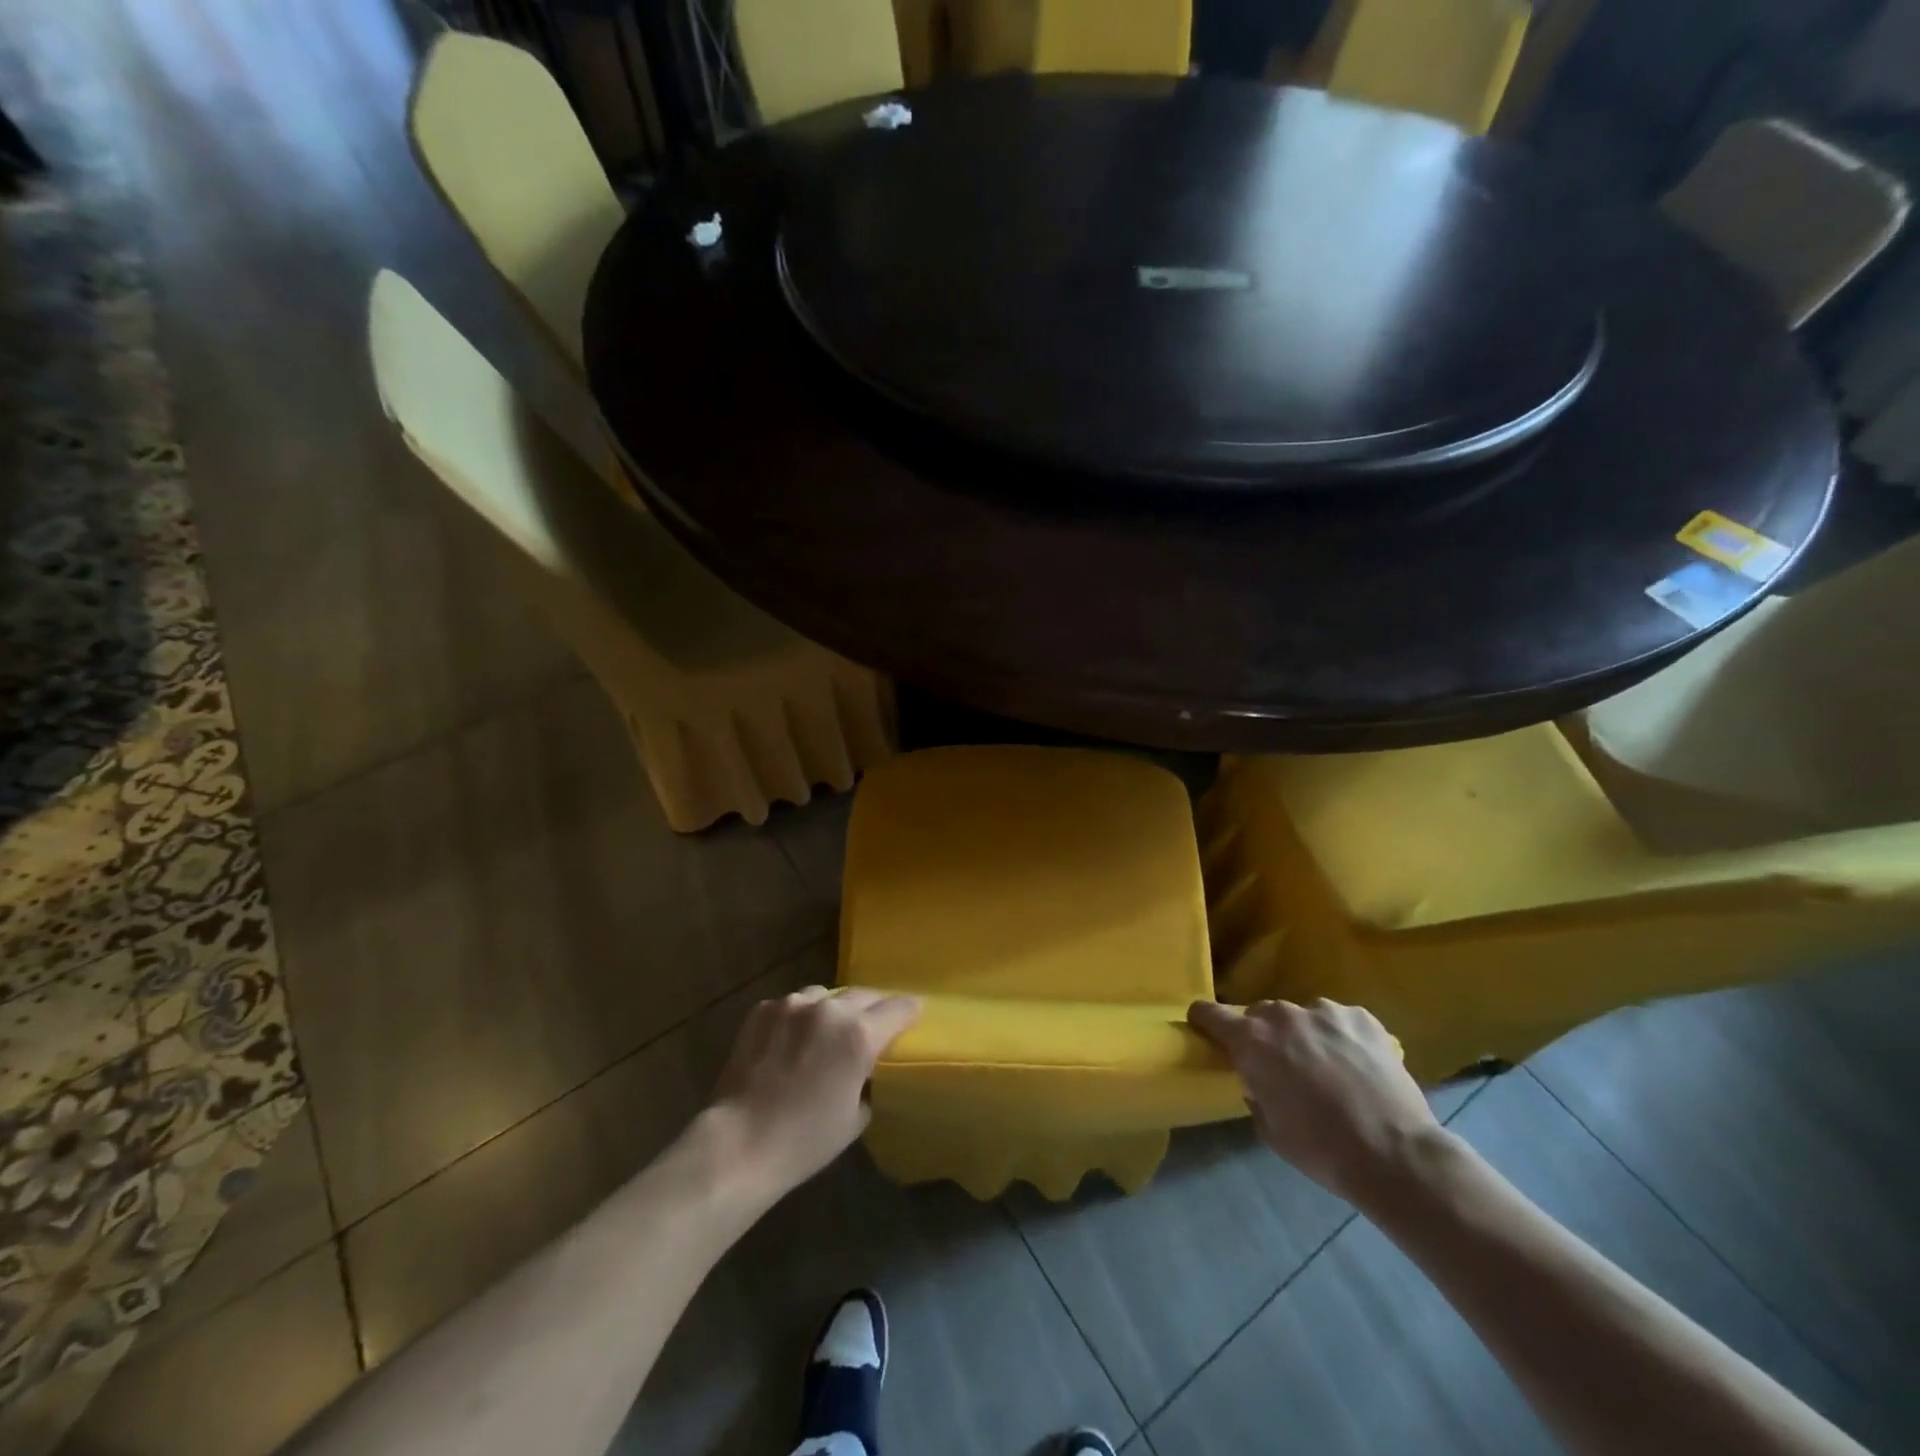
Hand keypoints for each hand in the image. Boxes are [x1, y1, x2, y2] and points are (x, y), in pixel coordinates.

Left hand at [708, 986, 920, 1200]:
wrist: (739, 1143)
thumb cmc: (805, 1140)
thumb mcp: (854, 1118)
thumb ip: (866, 1081)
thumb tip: (863, 1071)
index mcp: (859, 1034)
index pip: (898, 1008)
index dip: (909, 1011)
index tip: (914, 1013)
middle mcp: (830, 1009)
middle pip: (864, 995)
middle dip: (873, 1008)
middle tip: (874, 1024)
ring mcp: (793, 1005)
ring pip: (825, 995)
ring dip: (833, 1010)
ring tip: (826, 1031)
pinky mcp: (764, 1009)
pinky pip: (792, 1005)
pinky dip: (799, 1018)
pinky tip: (791, 1040)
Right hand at [1188, 998, 1441, 1204]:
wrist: (1396, 1156)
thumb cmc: (1321, 1149)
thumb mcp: (1269, 1127)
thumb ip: (1254, 1089)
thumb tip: (1258, 1077)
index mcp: (1251, 1040)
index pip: (1209, 1013)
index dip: (1204, 1021)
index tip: (1207, 1031)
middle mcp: (1282, 1015)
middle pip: (1259, 1014)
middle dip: (1262, 1035)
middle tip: (1280, 1065)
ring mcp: (1325, 1011)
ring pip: (1301, 1016)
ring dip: (1303, 1035)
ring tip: (1327, 1067)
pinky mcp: (1361, 1017)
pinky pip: (1338, 1021)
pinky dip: (1339, 1037)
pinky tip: (1356, 1065)